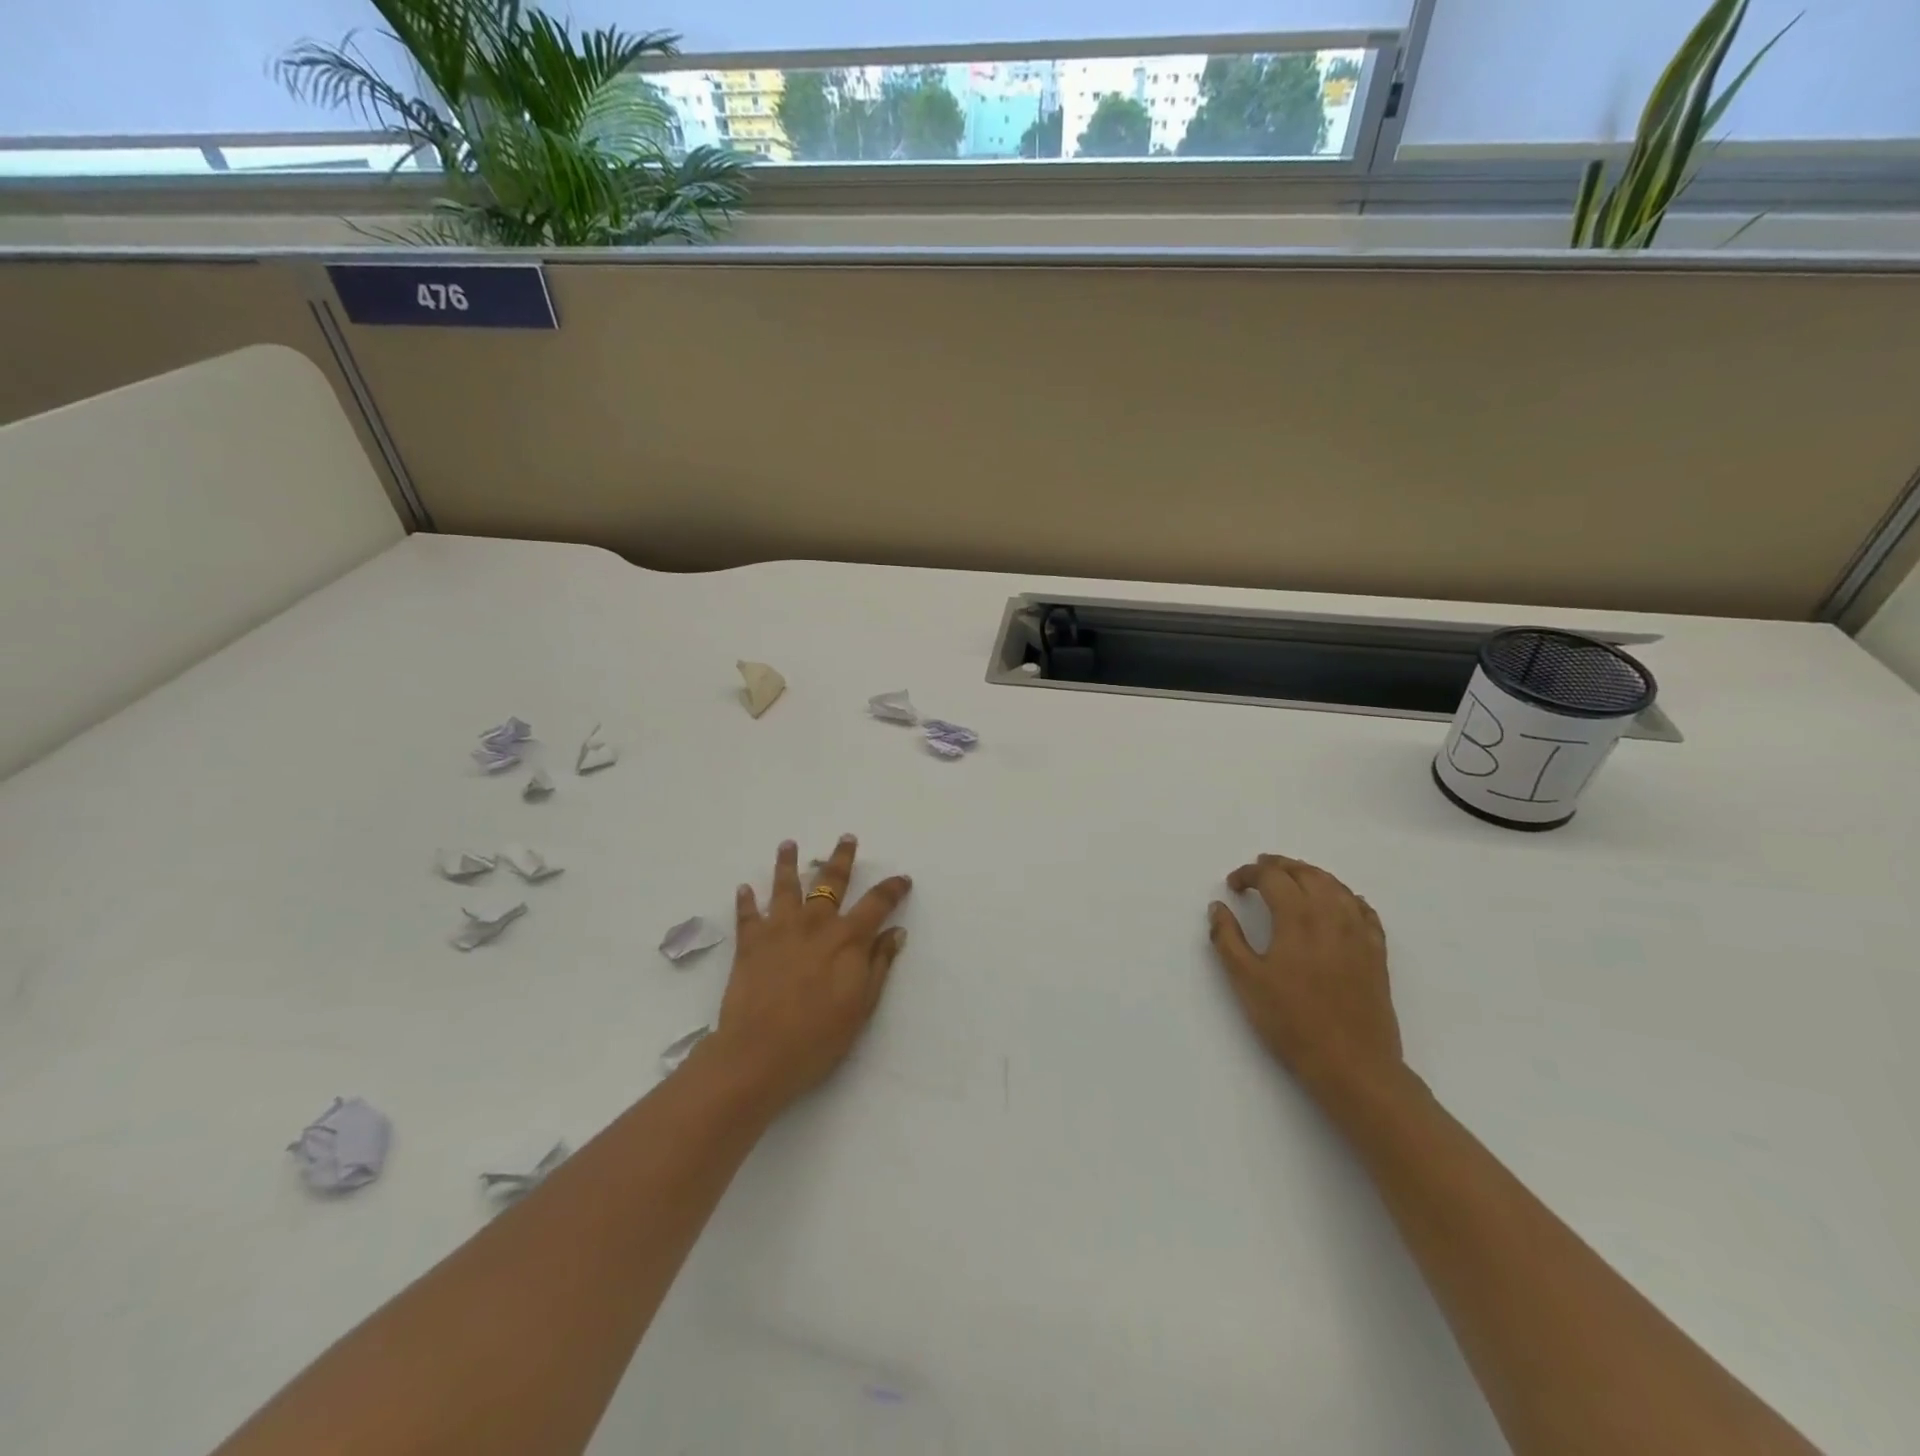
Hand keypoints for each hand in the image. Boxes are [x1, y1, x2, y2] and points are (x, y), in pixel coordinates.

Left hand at [703, 836, 911, 1112]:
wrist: (759, 1054)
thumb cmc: (818, 1037)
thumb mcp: (862, 1005)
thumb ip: (879, 964)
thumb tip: (896, 932)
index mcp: (847, 939)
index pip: (877, 903)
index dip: (892, 889)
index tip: (902, 879)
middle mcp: (814, 924)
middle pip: (830, 881)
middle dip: (841, 858)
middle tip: (846, 838)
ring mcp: (779, 929)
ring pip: (785, 886)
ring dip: (788, 863)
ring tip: (788, 845)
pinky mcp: (750, 943)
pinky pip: (747, 914)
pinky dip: (746, 900)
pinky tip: (744, 888)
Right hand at [1207, 854, 1402, 1101]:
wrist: (1353, 1064)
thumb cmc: (1292, 1022)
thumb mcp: (1246, 981)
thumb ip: (1227, 938)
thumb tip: (1218, 907)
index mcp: (1297, 917)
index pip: (1272, 877)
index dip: (1249, 873)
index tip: (1232, 885)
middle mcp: (1331, 914)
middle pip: (1306, 873)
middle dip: (1279, 865)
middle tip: (1259, 869)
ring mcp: (1358, 932)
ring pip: (1336, 885)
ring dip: (1310, 874)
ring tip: (1292, 878)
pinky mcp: (1376, 951)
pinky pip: (1362, 909)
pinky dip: (1343, 896)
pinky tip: (1336, 904)